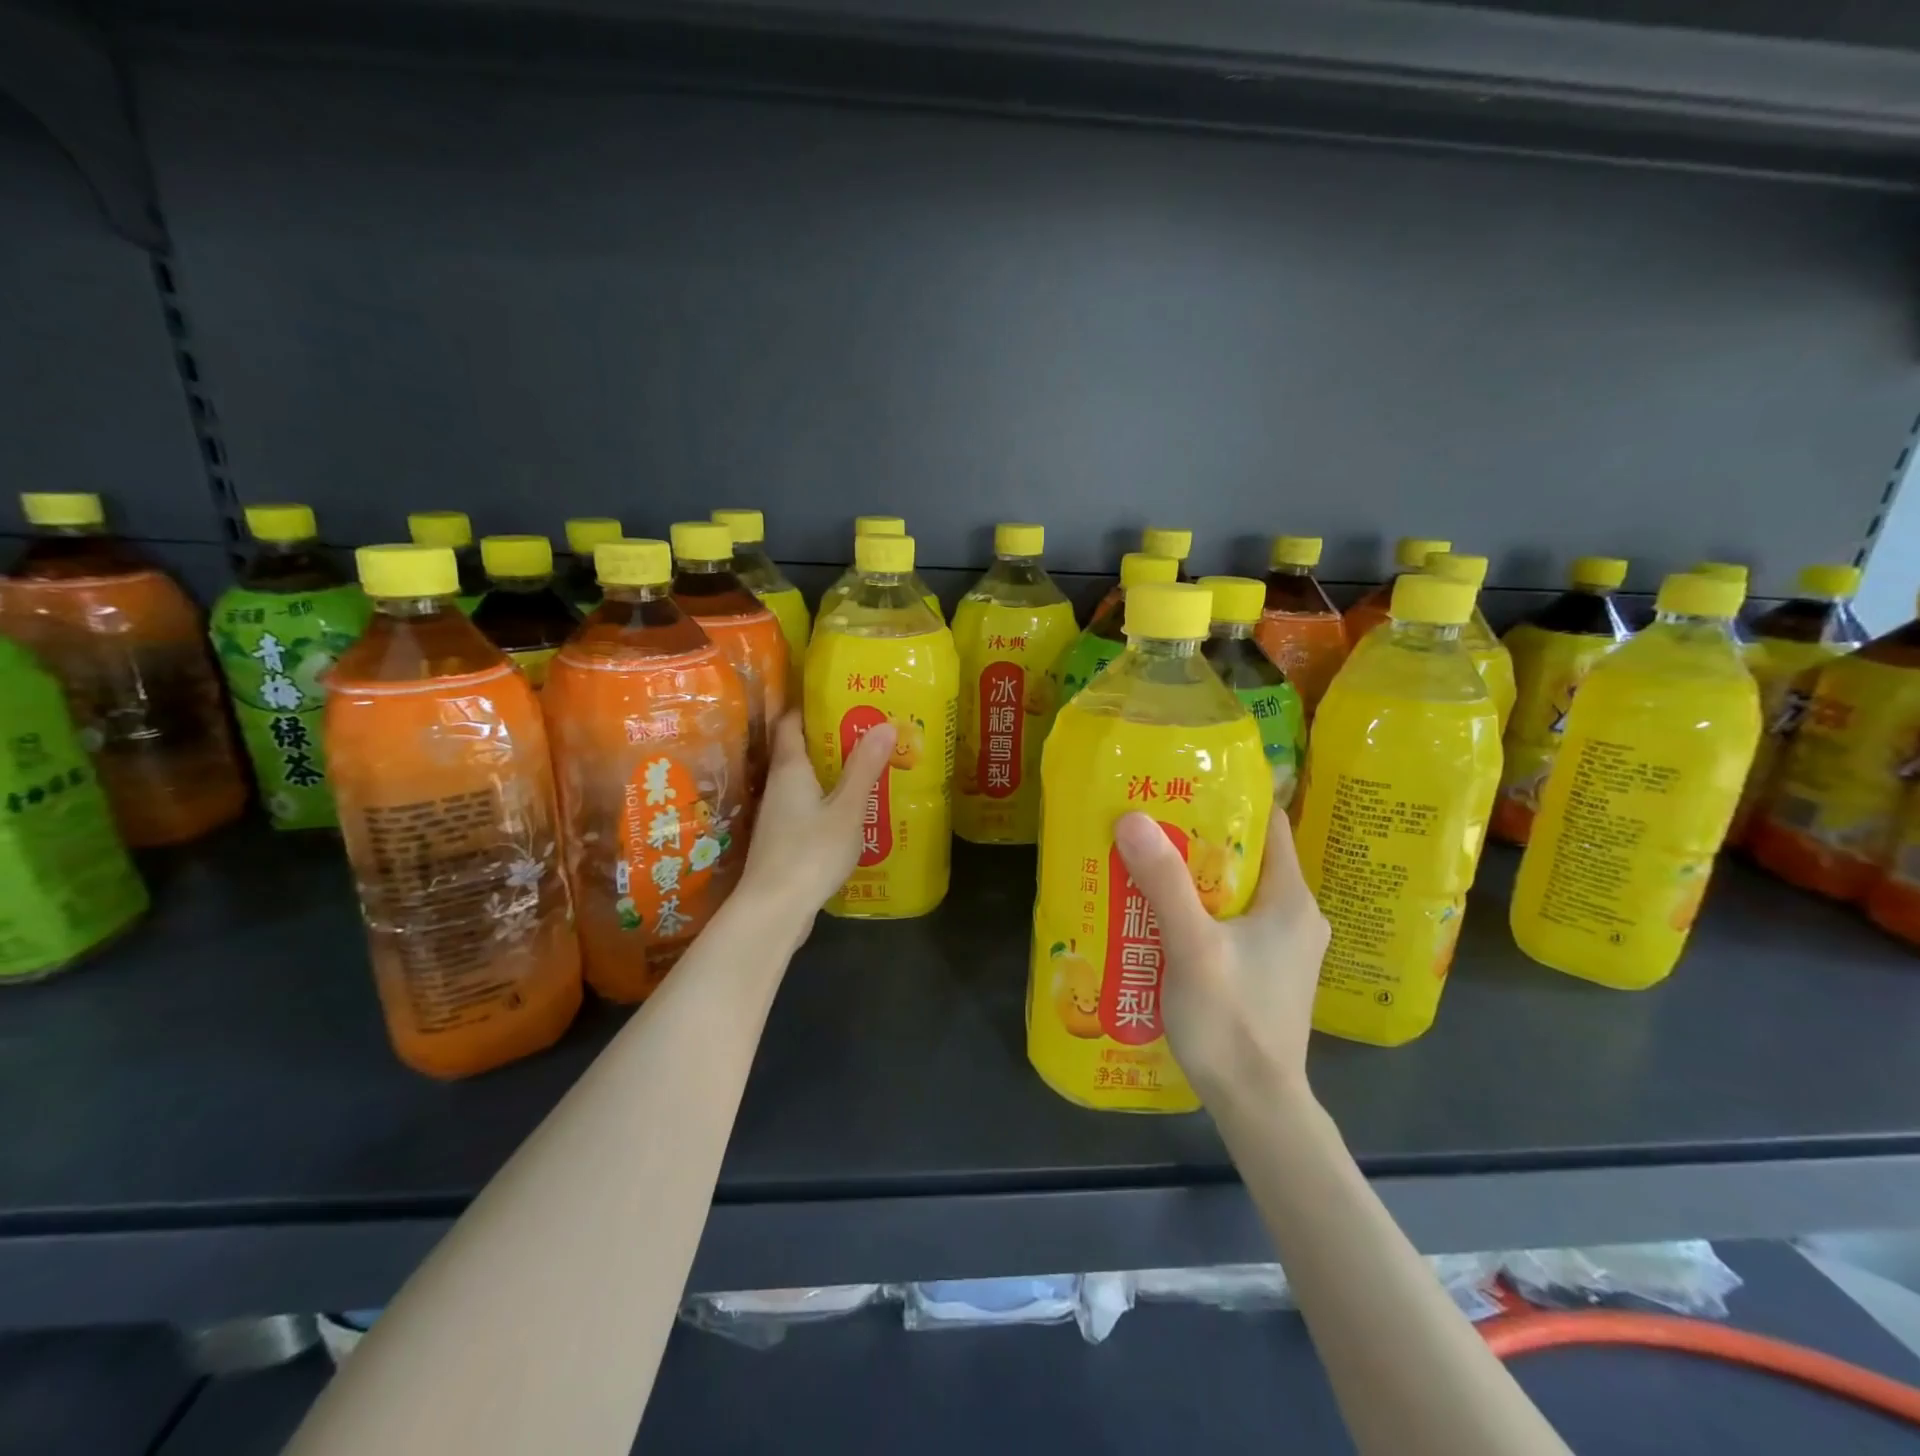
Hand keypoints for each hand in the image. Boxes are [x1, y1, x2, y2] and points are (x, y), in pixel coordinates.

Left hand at [739, 710, 895, 932]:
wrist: (773, 910)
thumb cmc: (810, 852)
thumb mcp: (847, 808)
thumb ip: (864, 768)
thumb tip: (885, 723)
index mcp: (790, 769)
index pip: (791, 723)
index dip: (811, 707)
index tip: (842, 698)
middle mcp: (778, 786)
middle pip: (800, 751)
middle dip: (831, 740)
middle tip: (869, 732)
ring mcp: (777, 816)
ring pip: (805, 782)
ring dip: (832, 773)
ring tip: (868, 767)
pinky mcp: (782, 840)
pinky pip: (807, 807)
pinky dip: (828, 801)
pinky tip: (853, 812)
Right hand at [1113, 805, 1329, 1104]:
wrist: (1257, 1106)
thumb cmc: (1232, 1021)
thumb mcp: (1193, 947)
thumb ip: (1165, 883)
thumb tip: (1133, 818)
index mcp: (1292, 899)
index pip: (1269, 825)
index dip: (1229, 801)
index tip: (1181, 788)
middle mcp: (1296, 916)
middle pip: (1245, 858)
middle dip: (1197, 840)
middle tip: (1149, 826)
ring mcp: (1283, 948)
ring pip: (1235, 893)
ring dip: (1193, 879)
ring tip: (1145, 865)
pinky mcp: (1267, 971)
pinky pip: (1231, 923)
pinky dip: (1199, 911)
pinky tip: (1159, 917)